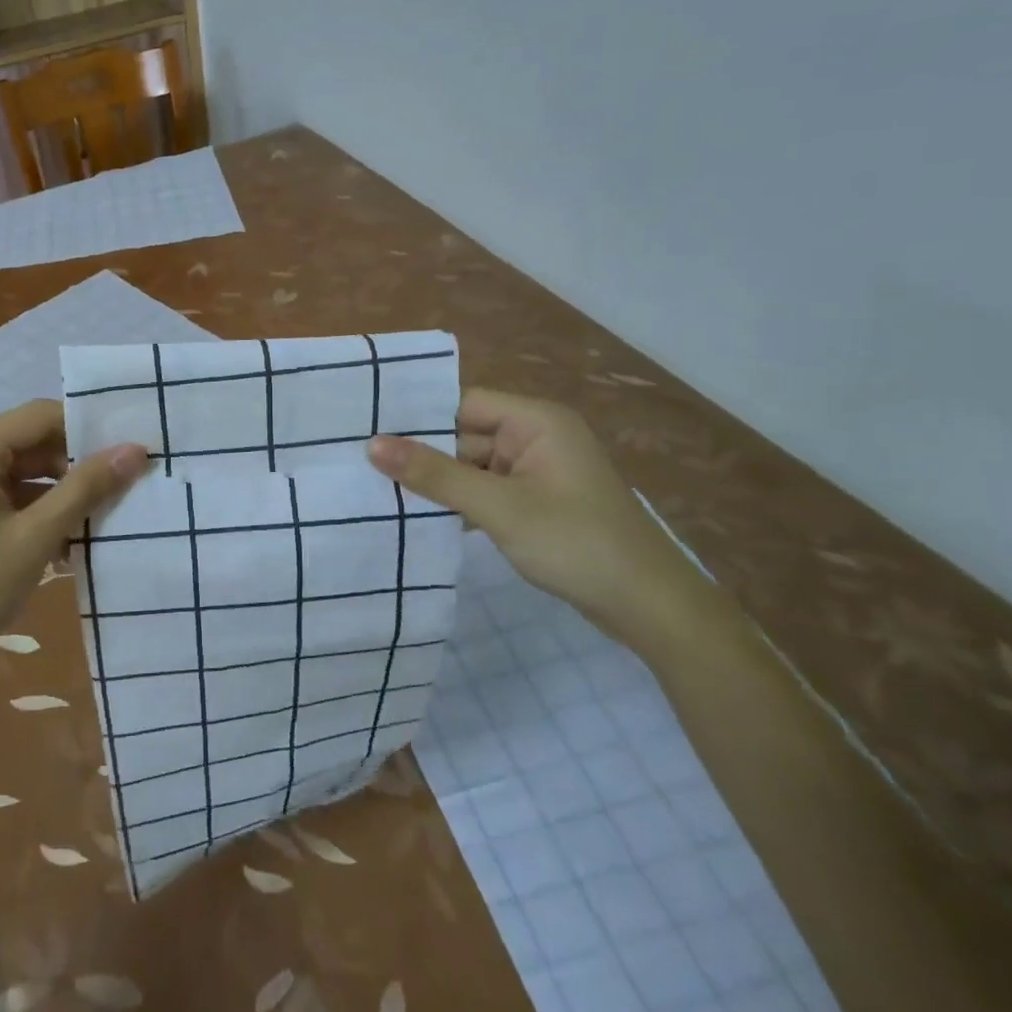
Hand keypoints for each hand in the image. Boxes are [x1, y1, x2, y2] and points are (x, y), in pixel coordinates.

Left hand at [0, 400, 148, 685]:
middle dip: (78, 462)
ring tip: (109, 510)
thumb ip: (86, 489)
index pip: (42, 416)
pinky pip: (7, 494)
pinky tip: (72, 537)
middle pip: (32, 441)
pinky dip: (38, 509)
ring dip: (62, 490)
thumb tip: (136, 450)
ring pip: (22, 470)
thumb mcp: (35, 537)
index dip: (89, 428)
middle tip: (128, 480)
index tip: (132, 446)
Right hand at [367, 389, 715, 645]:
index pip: (462, 403)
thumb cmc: (576, 543)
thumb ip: (435, 475)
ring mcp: (537, 471)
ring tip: (378, 490)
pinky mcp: (536, 502)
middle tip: (361, 464)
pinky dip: (459, 502)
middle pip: (463, 434)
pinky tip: (420, 516)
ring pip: (471, 466)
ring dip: (438, 482)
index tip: (365, 428)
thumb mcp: (499, 507)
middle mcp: (536, 437)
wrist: (650, 608)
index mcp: (536, 421)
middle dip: (422, 453)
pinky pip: (485, 490)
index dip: (417, 416)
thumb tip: (372, 444)